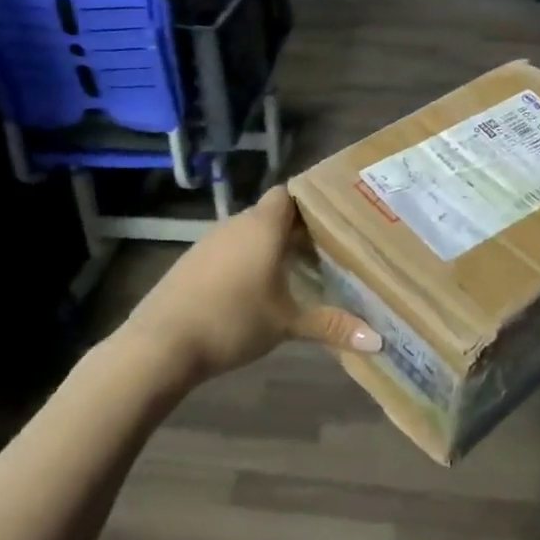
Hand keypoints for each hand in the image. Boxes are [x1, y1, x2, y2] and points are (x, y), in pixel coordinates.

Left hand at [108, 187, 380, 391]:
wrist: (160, 345)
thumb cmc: (232, 321)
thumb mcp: (288, 324)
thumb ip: (332, 326)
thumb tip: (379, 341)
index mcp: (263, 227)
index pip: (289, 194)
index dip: (309, 203)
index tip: (332, 220)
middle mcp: (236, 225)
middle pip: (271, 214)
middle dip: (295, 230)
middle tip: (324, 250)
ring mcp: (208, 243)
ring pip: (247, 233)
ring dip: (268, 247)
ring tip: (294, 272)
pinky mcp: (190, 263)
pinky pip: (227, 251)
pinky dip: (243, 262)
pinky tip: (253, 291)